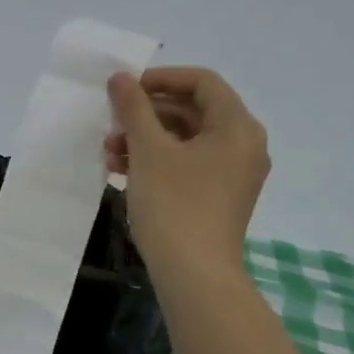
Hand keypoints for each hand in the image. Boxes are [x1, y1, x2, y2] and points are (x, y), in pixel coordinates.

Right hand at [105, 66, 269, 277]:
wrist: (194, 276)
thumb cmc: (174, 205)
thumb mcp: (148, 150)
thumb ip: (134, 108)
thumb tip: (121, 78)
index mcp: (237, 127)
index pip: (202, 82)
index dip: (162, 78)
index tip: (126, 88)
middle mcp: (244, 145)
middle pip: (194, 110)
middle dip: (147, 113)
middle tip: (113, 120)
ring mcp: (233, 174)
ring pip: (186, 140)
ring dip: (147, 138)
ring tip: (109, 151)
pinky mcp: (219, 197)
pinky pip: (188, 164)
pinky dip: (158, 161)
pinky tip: (122, 171)